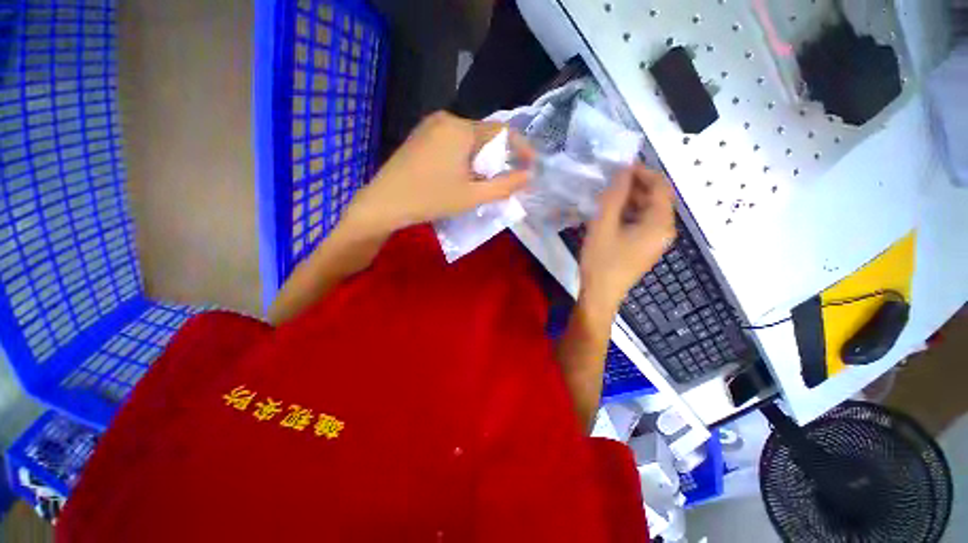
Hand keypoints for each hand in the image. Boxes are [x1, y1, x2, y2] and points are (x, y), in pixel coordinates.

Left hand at [343, 111, 530, 235]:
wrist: (385, 202)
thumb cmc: (431, 199)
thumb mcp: (473, 196)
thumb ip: (504, 186)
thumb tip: (529, 176)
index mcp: (461, 128)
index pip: (502, 131)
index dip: (520, 148)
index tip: (530, 166)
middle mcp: (446, 119)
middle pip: (484, 135)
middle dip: (498, 157)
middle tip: (502, 180)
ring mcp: (430, 125)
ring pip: (468, 139)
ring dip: (481, 158)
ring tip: (481, 181)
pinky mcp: (420, 135)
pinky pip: (452, 141)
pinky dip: (464, 156)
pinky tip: (460, 175)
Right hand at [579, 164, 676, 312]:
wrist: (600, 295)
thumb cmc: (601, 261)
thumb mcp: (603, 225)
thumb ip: (614, 196)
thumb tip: (623, 170)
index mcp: (660, 223)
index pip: (661, 186)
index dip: (642, 172)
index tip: (619, 167)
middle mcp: (665, 230)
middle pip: (656, 198)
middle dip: (634, 186)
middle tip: (609, 181)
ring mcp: (656, 241)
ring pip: (647, 211)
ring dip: (629, 200)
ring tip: (605, 197)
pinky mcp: (645, 248)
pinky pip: (642, 223)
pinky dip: (628, 214)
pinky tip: (609, 215)